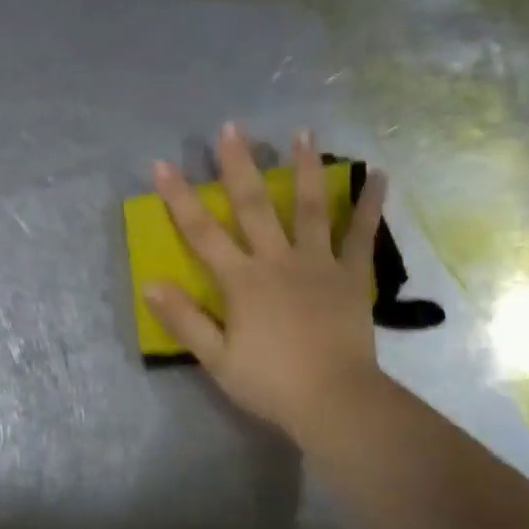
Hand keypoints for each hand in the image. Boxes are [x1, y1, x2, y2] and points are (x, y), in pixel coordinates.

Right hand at [144, 123, 388, 447]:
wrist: (335, 401)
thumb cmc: (271, 383)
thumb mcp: (216, 359)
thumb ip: (184, 320)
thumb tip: (150, 284)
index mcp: (242, 280)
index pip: (202, 232)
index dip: (180, 197)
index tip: (163, 164)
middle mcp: (277, 260)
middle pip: (254, 205)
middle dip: (239, 164)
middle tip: (233, 127)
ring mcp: (318, 263)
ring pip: (308, 207)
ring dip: (304, 167)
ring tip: (303, 132)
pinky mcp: (352, 275)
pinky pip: (361, 234)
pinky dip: (370, 204)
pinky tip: (378, 175)